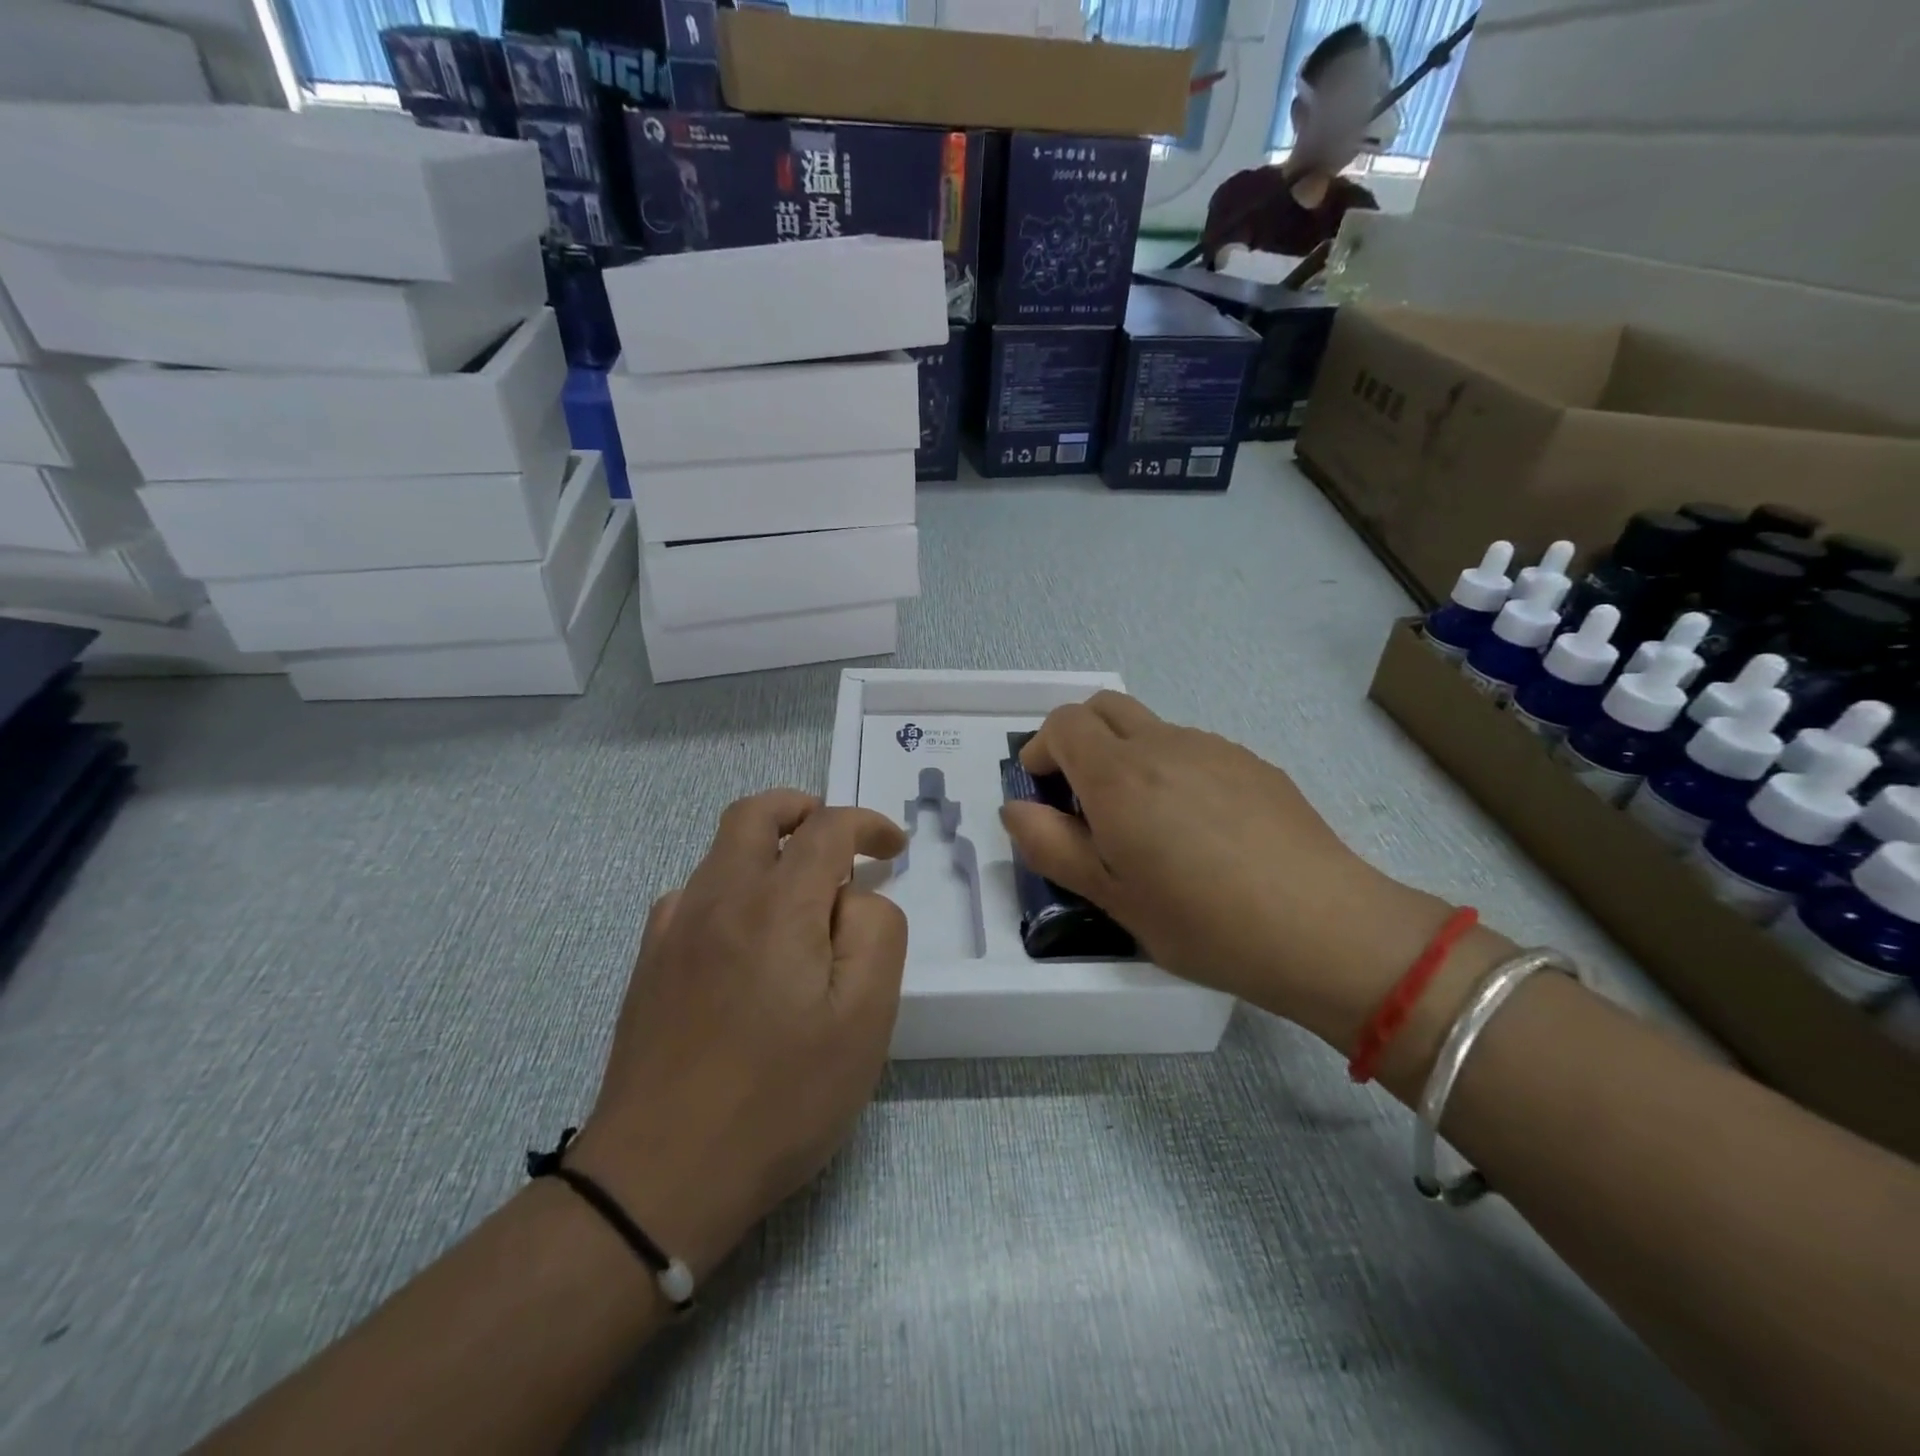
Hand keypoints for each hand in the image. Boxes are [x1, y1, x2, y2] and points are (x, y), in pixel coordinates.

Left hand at [568, 790, 907, 1280]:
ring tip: (801, 892)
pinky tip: (747, 934)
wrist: (659, 1175)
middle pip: (755, 814)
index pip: (826, 828)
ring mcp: (675, 928)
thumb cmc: (779, 1098)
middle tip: (838, 837)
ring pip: (721, 850)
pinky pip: (694, 894)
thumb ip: (876, 934)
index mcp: (776, 905)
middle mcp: (719, 897)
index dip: (867, 824)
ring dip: (767, 847)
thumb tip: (857, 896)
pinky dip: (732, 886)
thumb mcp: (863, 1020)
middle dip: (802, 809)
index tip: (894, 846)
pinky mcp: (650, 962)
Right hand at [999, 694, 1457, 1052]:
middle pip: (1103, 707)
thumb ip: (1052, 845)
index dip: (1042, 749)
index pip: (1063, 722)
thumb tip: (1015, 808)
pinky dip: (1171, 768)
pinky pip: (1193, 748)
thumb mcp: (1112, 897)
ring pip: (1150, 728)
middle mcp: (1164, 745)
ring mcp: (1214, 748)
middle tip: (1083, 797)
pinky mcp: (1252, 762)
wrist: (1324, 929)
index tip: (1044, 791)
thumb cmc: (1204, 922)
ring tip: (1146, 823)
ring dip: (1126, 755)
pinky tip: (1199, 829)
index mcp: (1120, 775)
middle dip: (1078, 738)